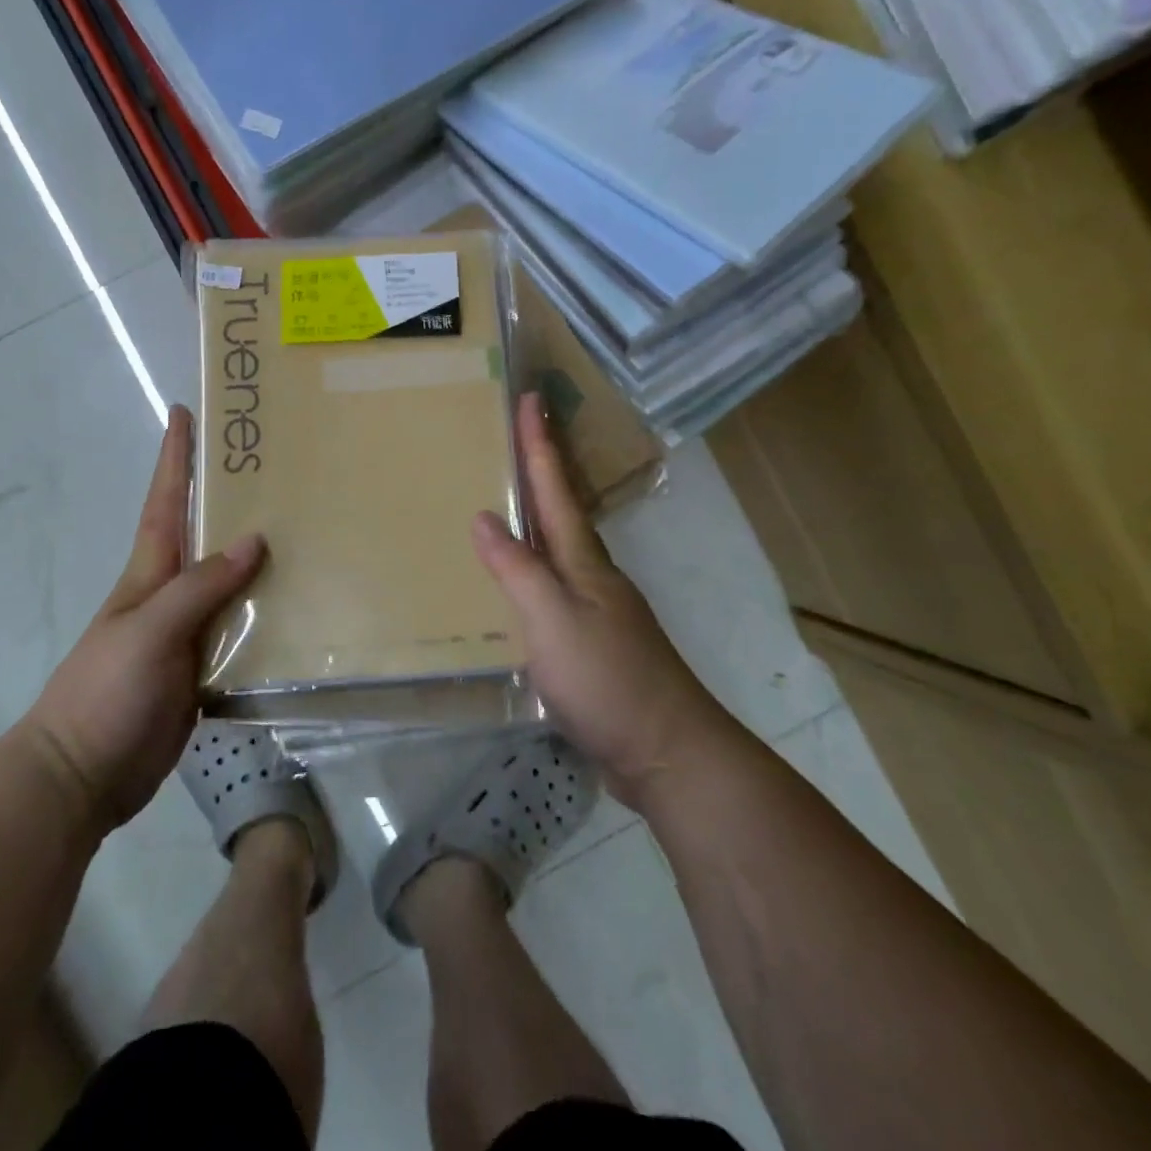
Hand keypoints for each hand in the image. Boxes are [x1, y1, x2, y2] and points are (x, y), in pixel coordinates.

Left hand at [21, 405, 263, 832]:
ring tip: (304, 529)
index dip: (174, 458)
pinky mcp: (204, 669)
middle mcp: (172, 594)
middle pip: (205, 535)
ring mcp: (189, 633)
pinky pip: (242, 629)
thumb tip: (254, 540)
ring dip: (260, 557)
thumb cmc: (105, 692)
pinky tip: (302, 607)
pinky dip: (268, 614)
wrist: (85, 775)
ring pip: (231, 582)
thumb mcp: (149, 630)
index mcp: (149, 573)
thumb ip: (199, 586)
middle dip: (229, 496)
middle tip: (273, 466)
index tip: (184, 412)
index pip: (166, 501)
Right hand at [472, 392, 724, 808]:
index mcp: (583, 561)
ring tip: (503, 500)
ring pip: (557, 549)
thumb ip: (517, 569)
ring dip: (535, 518)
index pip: (555, 489)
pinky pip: (551, 588)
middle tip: (513, 436)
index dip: (539, 444)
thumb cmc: (608, 679)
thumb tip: (484, 516)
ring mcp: (594, 610)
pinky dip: (530, 570)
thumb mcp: (553, 620)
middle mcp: (591, 576)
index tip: (530, 398)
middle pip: (561, 511)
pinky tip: (512, 585)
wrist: (666, 752)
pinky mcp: (589, 643)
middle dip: (540, 470)